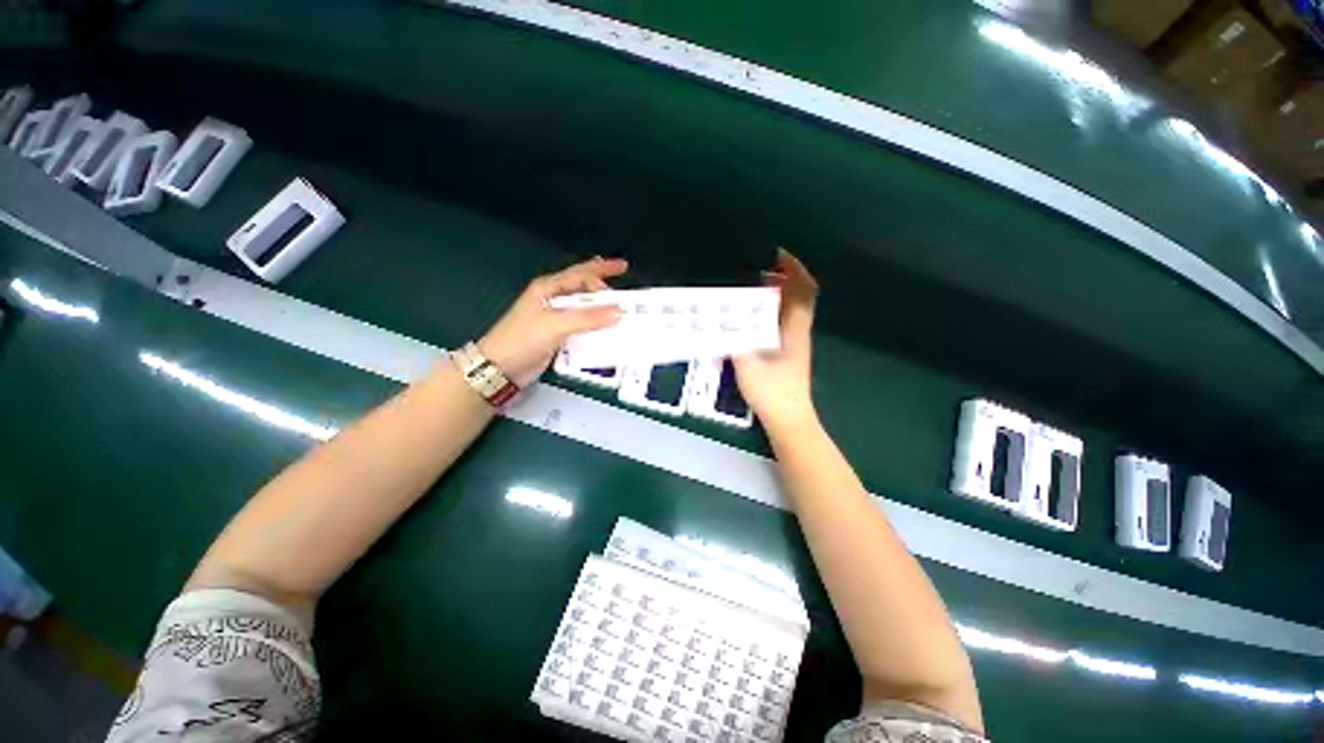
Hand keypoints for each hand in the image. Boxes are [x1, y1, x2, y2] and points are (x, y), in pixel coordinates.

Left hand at [478, 257, 627, 387]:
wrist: (500, 369)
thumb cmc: (523, 340)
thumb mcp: (556, 325)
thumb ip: (588, 318)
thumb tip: (619, 312)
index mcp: (548, 288)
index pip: (580, 273)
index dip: (602, 268)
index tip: (624, 267)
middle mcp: (552, 300)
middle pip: (584, 290)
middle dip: (604, 293)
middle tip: (623, 301)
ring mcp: (555, 319)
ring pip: (584, 310)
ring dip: (601, 312)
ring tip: (620, 317)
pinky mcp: (557, 336)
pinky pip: (582, 328)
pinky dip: (595, 329)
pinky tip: (607, 334)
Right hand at [734, 249, 819, 430]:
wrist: (789, 419)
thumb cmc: (773, 392)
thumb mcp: (749, 366)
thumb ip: (735, 343)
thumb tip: (721, 324)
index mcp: (794, 330)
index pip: (803, 292)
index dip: (795, 270)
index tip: (779, 255)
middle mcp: (797, 332)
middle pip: (798, 297)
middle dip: (783, 278)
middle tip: (759, 270)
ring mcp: (794, 343)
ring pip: (789, 310)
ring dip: (775, 295)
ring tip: (752, 289)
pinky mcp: (786, 353)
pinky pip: (780, 322)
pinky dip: (769, 312)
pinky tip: (750, 317)